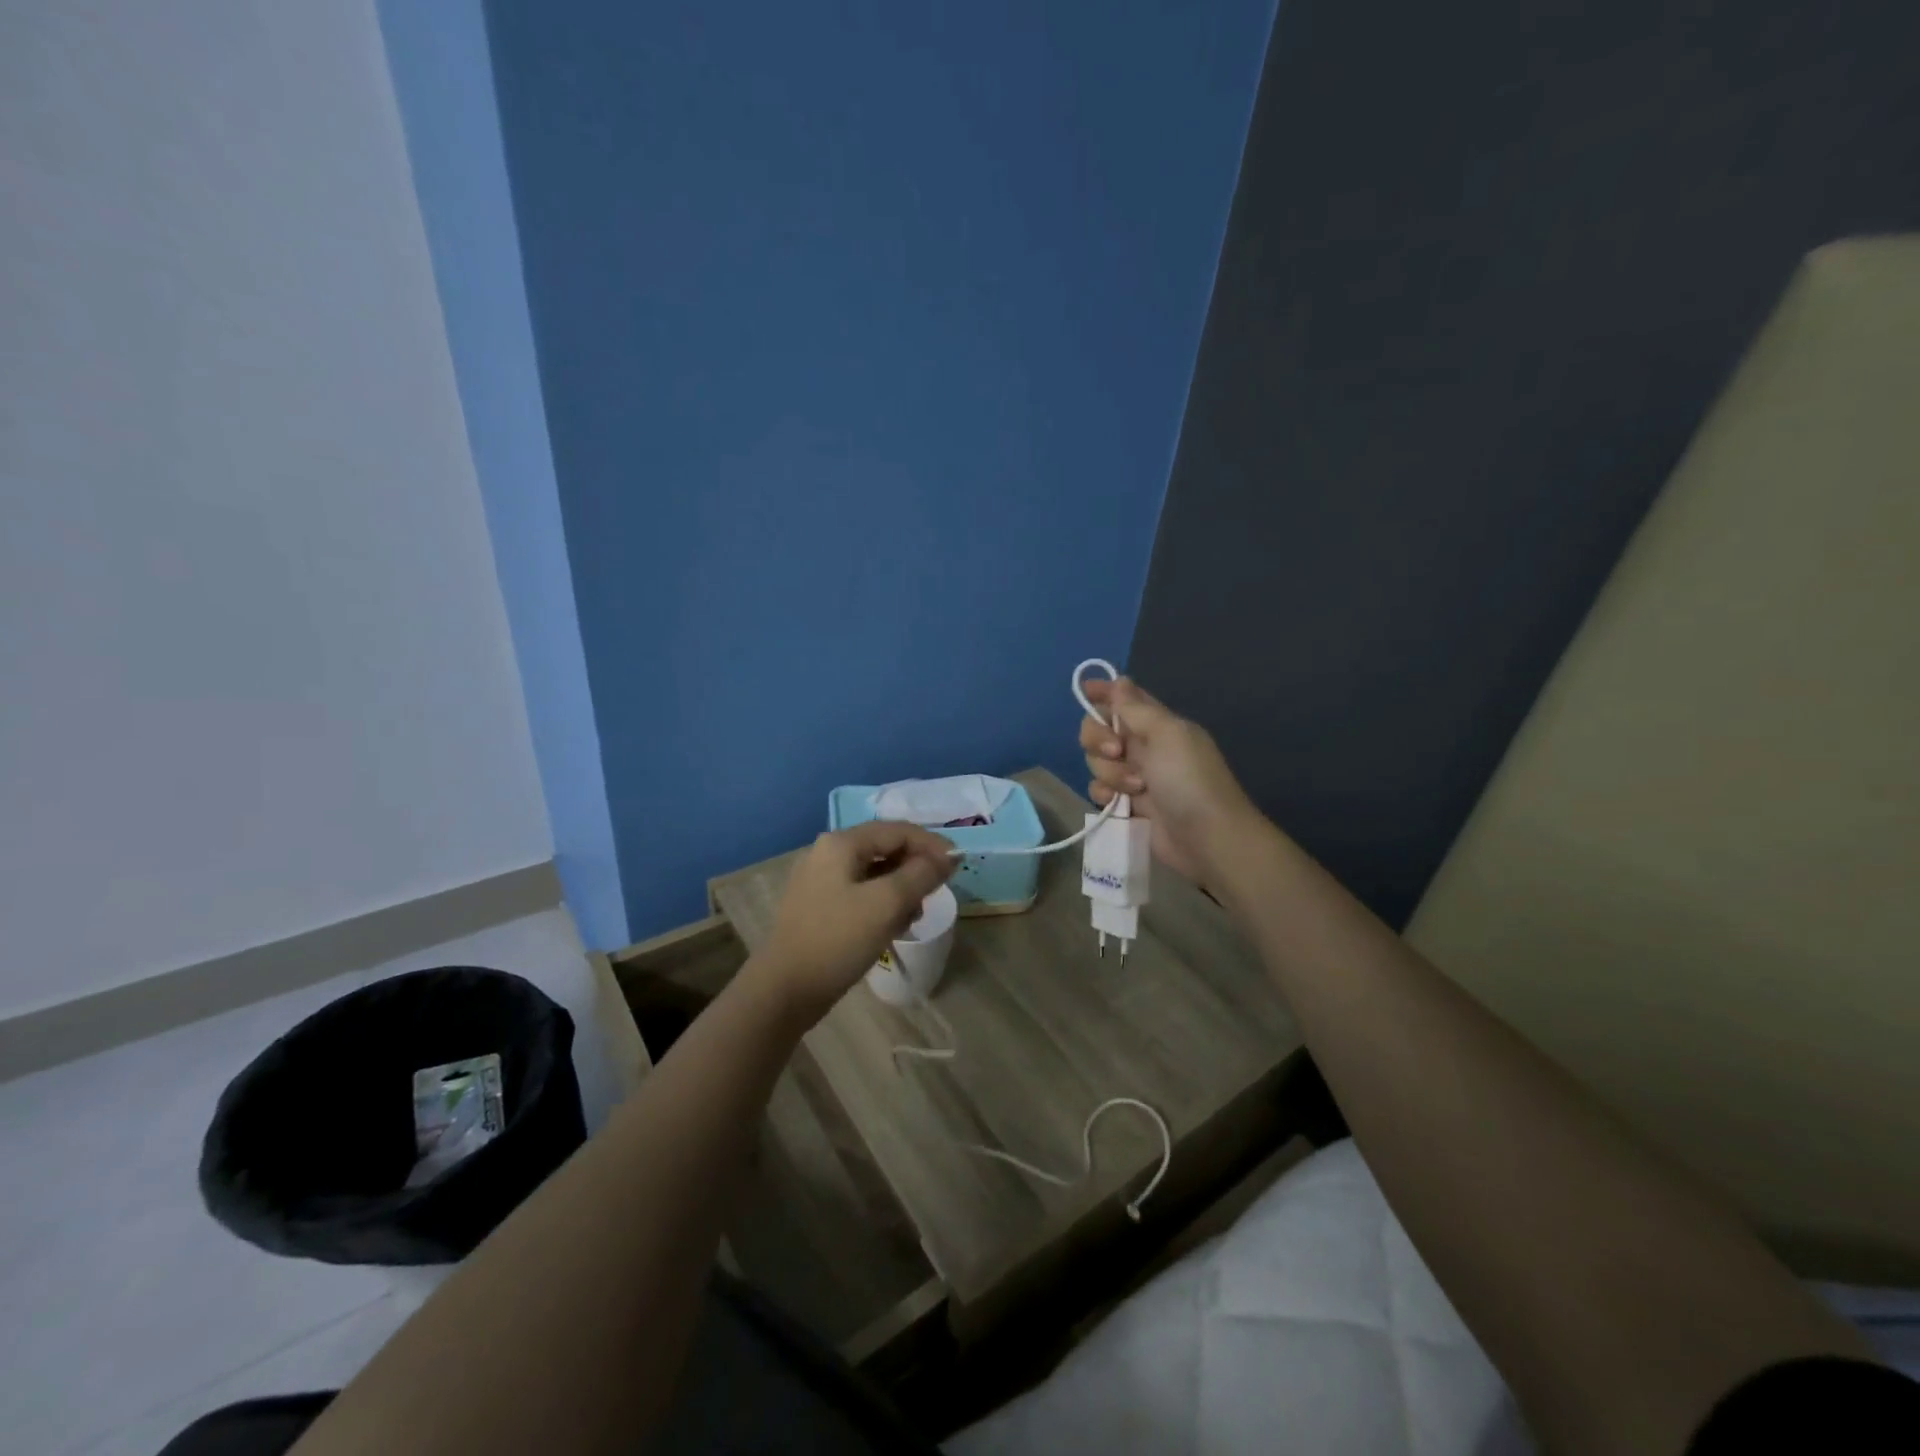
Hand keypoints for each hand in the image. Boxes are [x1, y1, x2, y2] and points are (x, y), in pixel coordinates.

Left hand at [748, 821, 956, 1026]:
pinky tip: (893, 927)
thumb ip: (921, 874)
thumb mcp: (887, 904)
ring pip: (875, 873)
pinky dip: (882, 904)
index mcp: (841, 843)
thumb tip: (949, 857)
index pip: (898, 830)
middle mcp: (828, 853)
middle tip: (936, 895)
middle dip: (916, 869)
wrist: (784, 990)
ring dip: (901, 889)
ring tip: (915, 916)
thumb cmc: (837, 940)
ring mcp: (820, 880)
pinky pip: (861, 893)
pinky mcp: (818, 906)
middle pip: (886, 849)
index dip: (932, 845)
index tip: (958, 868)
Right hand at [1080, 677, 1261, 886]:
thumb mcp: (1166, 733)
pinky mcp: (1128, 805)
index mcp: (1158, 724)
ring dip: (1108, 772)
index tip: (1086, 690)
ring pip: (1097, 762)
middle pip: (1100, 729)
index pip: (1125, 699)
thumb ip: (1136, 708)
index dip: (1104, 692)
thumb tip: (1119, 680)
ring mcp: (1135, 776)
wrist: (1207, 837)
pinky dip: (1105, 794)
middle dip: (1098, 738)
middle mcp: (1145, 746)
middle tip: (1116, 751)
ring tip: (1135, 788)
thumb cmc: (1188, 779)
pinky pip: (1101, 789)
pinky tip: (1119, 804)